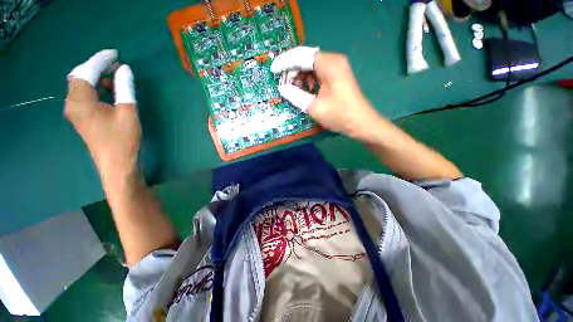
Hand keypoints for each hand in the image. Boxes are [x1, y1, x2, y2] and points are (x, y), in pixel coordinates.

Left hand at [65, 49, 139, 185]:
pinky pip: (84, 96)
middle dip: (96, 67)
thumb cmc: (123, 140)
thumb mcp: (127, 112)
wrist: (117, 165)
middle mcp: (73, 104)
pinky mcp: (82, 118)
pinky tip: (109, 90)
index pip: (86, 72)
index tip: (115, 54)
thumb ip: (124, 89)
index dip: (100, 60)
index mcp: (81, 101)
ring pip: (81, 86)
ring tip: (116, 76)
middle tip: (116, 65)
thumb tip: (124, 70)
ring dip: (97, 78)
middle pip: (79, 77)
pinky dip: (96, 88)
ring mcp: (75, 112)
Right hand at [271, 46, 384, 140]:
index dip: (285, 62)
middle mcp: (333, 61)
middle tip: (283, 84)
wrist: (361, 123)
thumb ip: (296, 96)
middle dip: (292, 70)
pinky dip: (309, 81)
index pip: (302, 56)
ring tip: (292, 89)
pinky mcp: (337, 76)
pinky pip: (318, 74)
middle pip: (307, 59)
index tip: (274, 70)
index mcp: (329, 64)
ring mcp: (337, 68)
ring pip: (312, 67)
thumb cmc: (339, 115)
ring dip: (300, 76)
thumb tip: (282, 88)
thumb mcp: (314, 107)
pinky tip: (304, 91)